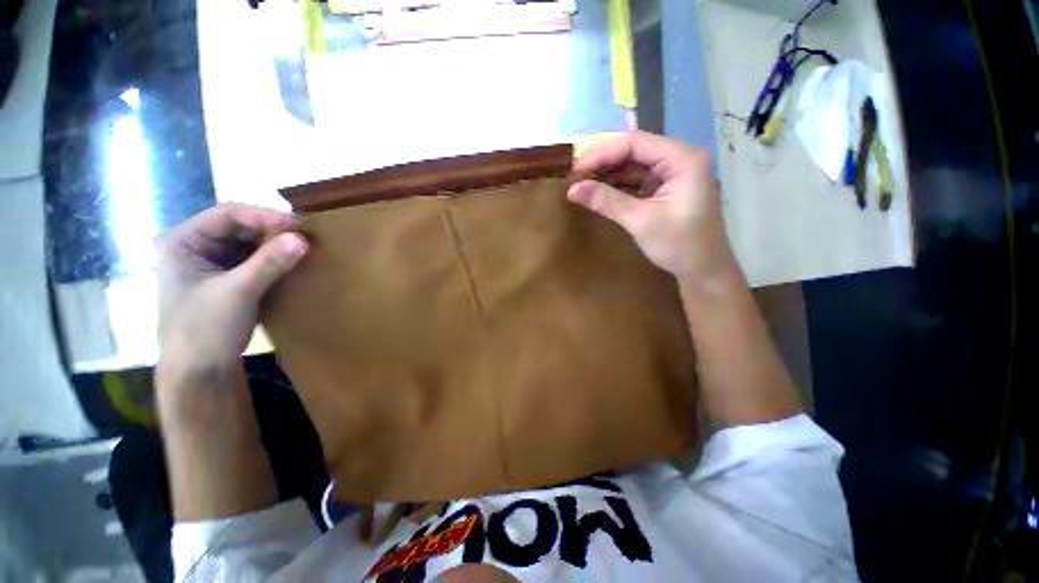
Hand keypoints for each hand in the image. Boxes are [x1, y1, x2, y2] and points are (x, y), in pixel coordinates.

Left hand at [156, 203, 307, 378]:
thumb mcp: (238, 292)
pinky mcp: (226, 280)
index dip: (264, 216)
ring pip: (248, 244)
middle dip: (271, 231)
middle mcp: (195, 248)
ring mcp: (211, 265)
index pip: (227, 214)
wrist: (200, 372)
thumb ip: (270, 263)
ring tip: (302, 249)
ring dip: (275, 246)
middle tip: (304, 238)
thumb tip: (303, 238)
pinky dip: (273, 261)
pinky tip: (291, 264)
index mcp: (184, 242)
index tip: (298, 226)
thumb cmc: (205, 329)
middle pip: (239, 227)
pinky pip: (253, 261)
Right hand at [568, 131, 737, 283]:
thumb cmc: (679, 245)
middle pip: (635, 150)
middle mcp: (680, 158)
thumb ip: (607, 202)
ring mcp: (674, 173)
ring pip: (634, 164)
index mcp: (682, 159)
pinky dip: (618, 185)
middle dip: (604, 162)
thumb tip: (572, 189)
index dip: (602, 153)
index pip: (635, 143)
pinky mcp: (667, 188)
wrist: (704, 270)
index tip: (576, 170)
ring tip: (583, 183)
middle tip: (576, 176)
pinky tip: (600, 191)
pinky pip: (638, 179)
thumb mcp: (640, 221)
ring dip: (609, 173)